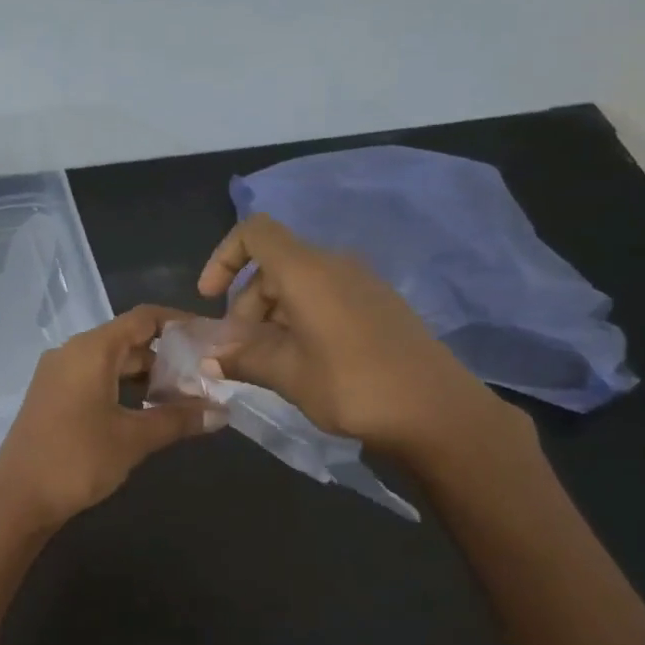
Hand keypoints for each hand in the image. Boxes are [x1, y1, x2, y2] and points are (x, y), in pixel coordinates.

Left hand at [0, 305, 222, 533]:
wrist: (17, 499)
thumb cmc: (77, 459)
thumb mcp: (133, 439)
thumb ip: (178, 420)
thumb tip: (221, 412)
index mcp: (91, 349)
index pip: (144, 318)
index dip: (180, 323)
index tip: (211, 339)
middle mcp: (72, 353)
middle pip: (129, 341)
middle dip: (168, 358)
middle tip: (206, 378)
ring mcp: (59, 376)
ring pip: (113, 364)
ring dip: (148, 378)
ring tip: (185, 399)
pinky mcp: (54, 398)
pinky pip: (96, 381)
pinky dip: (125, 390)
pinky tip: (149, 412)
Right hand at [197, 214, 528, 467]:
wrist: (435, 411)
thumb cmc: (352, 386)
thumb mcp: (288, 374)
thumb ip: (243, 358)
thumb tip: (209, 359)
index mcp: (307, 271)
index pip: (255, 233)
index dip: (224, 257)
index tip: (210, 299)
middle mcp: (334, 265)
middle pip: (274, 266)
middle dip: (245, 304)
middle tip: (238, 352)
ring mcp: (361, 284)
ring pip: (299, 285)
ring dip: (271, 318)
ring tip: (266, 364)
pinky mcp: (378, 305)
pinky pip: (325, 299)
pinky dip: (299, 321)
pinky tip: (301, 362)